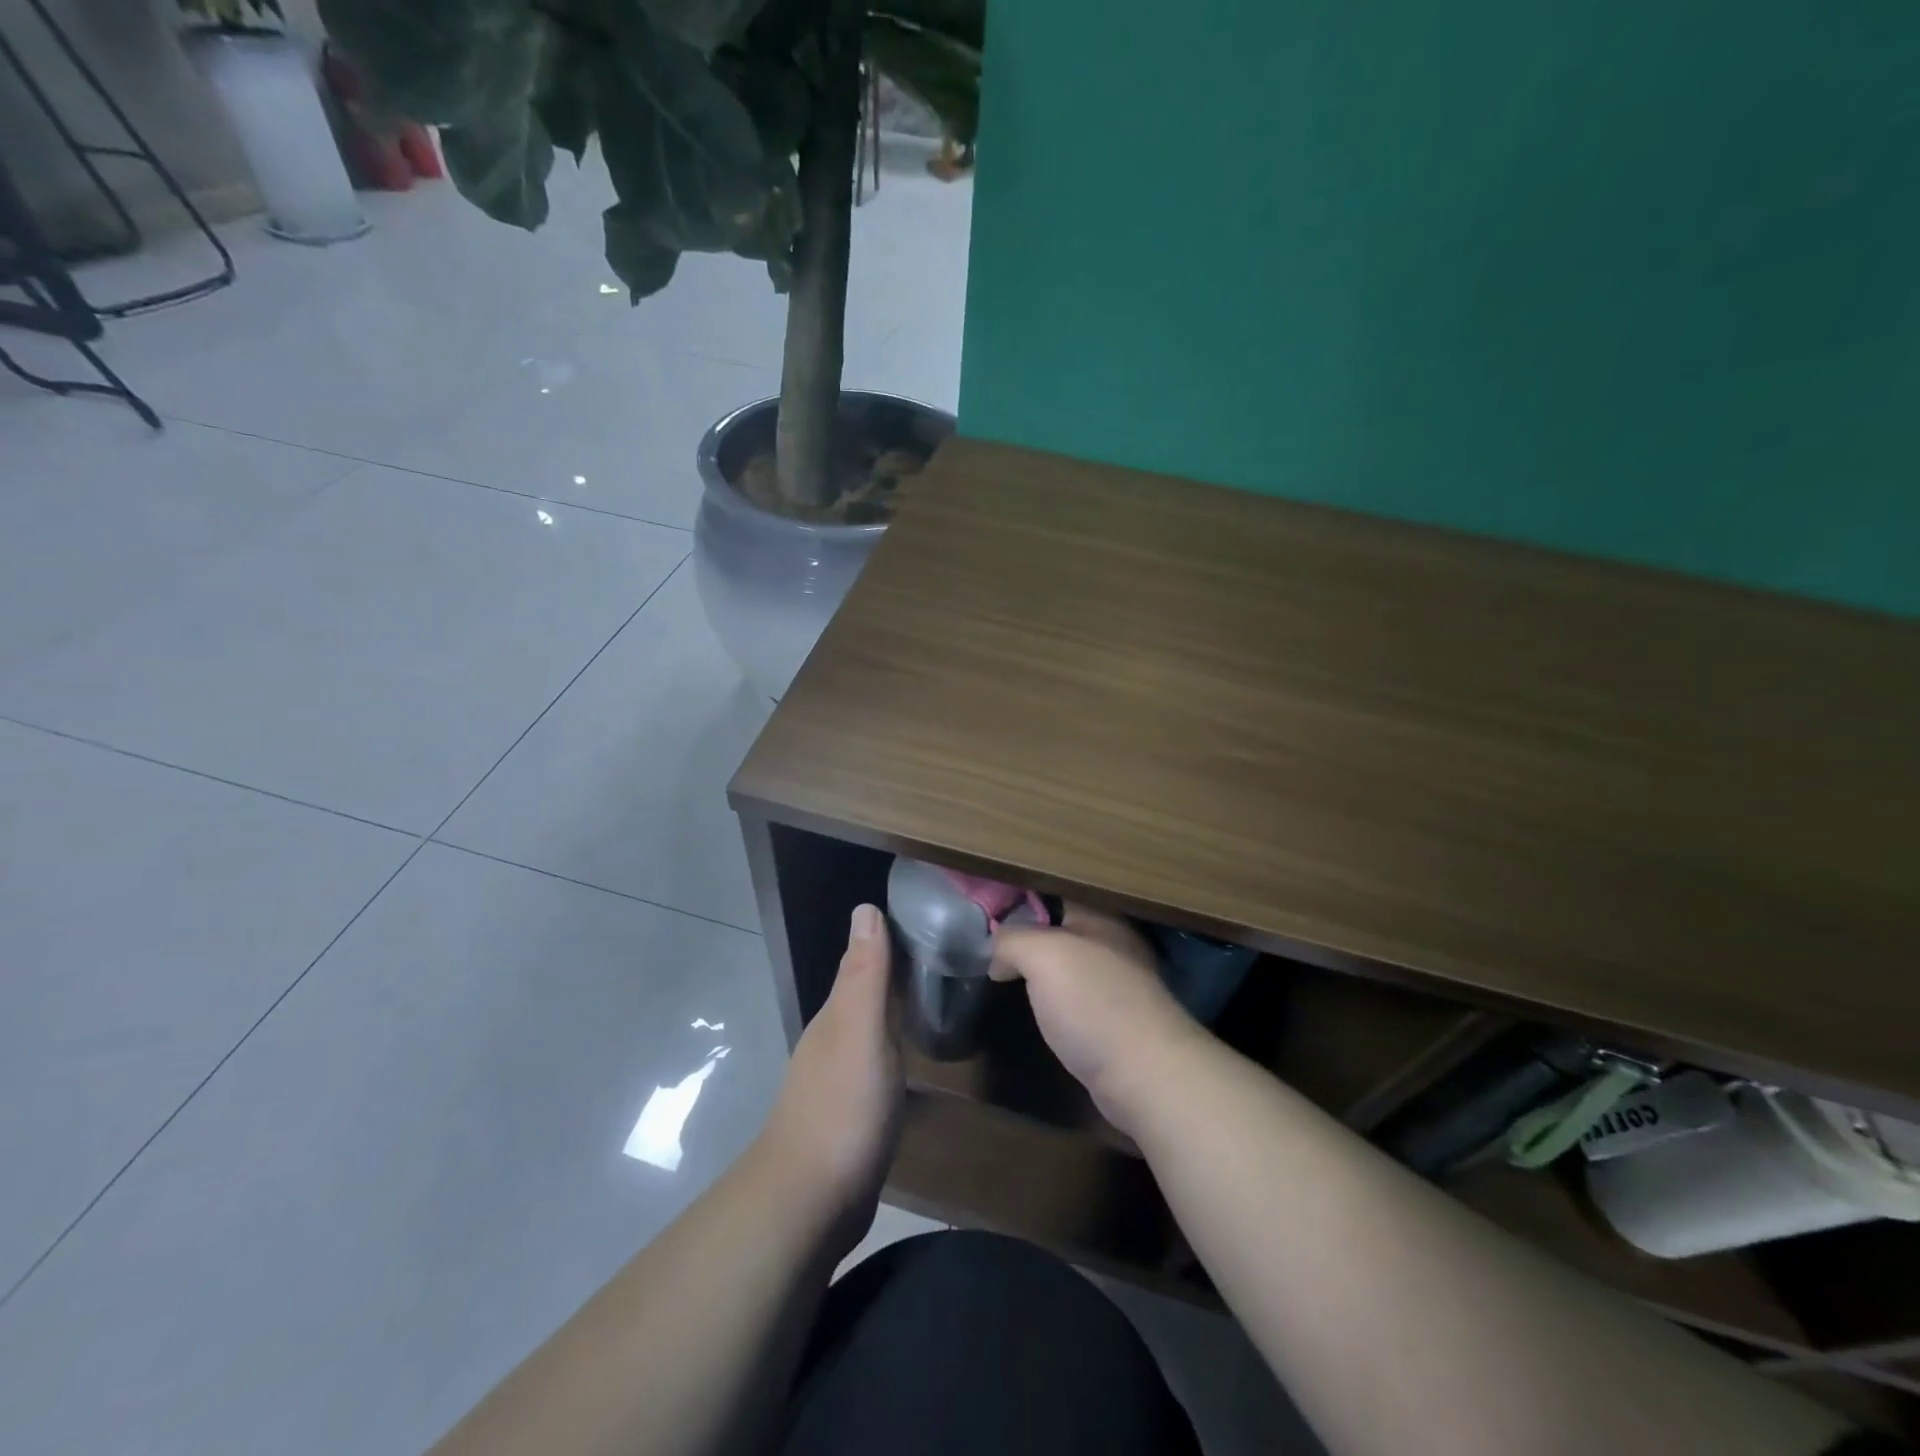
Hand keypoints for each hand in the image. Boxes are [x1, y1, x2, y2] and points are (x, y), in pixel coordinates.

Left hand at [757, 904, 902, 1254]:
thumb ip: (865, 974)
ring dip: (892, 1013)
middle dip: (893, 974)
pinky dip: (892, 1052)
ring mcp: (837, 1080)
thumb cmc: (843, 1108)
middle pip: (865, 995)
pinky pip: (874, 1066)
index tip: (926, 922)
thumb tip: (865, 908)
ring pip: (868, 1030)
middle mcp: (832, 1040)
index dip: (888, 941)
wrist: (809, 1204)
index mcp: (836, 1016)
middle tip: (942, 957)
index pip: (862, 963)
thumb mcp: (861, 1032)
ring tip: (932, 1001)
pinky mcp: (849, 1115)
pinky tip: (910, 1061)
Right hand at [990, 904, 1206, 1138]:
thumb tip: (998, 954)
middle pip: (1062, 925)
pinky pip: (1076, 997)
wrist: (1145, 1076)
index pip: (1059, 889)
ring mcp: (1118, 984)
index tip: (987, 900)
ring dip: (1040, 968)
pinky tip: (1034, 1007)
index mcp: (1101, 917)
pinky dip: (1054, 999)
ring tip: (1001, 970)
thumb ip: (1013, 940)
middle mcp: (1113, 944)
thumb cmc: (1093, 1002)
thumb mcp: (1042, 955)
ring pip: (1069, 963)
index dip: (1024, 892)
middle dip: (1028, 930)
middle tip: (987, 938)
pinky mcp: (1116, 1021)